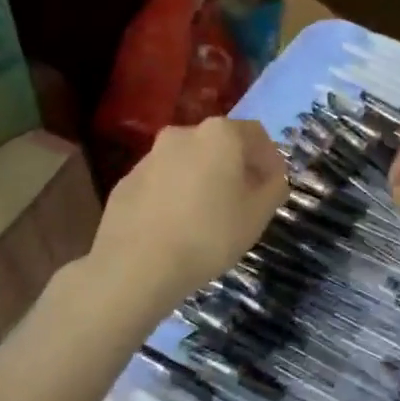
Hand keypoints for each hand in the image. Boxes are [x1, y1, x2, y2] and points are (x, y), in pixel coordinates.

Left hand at [92, 117, 288, 308]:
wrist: (136, 266)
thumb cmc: (209, 235)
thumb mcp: (258, 215)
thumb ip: (273, 188)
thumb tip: (271, 178)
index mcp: (219, 135)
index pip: (256, 134)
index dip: (270, 159)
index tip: (273, 186)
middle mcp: (182, 134)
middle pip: (219, 145)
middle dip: (235, 168)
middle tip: (244, 201)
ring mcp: (149, 157)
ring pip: (188, 162)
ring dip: (203, 180)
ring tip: (208, 217)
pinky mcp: (126, 182)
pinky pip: (162, 182)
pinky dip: (175, 195)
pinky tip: (176, 227)